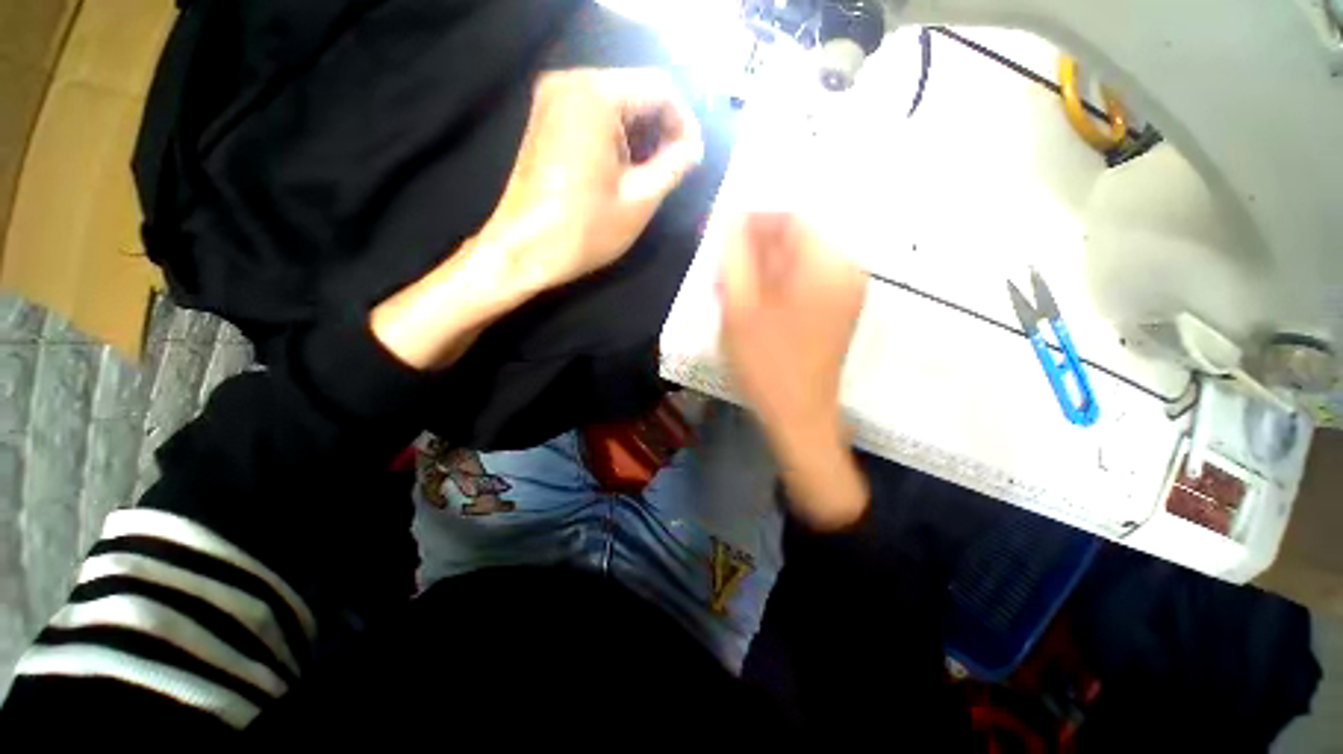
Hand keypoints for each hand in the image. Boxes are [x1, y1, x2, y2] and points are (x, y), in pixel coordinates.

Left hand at [484, 68, 704, 292]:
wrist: (522, 250)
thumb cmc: (583, 229)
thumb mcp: (640, 200)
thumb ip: (674, 166)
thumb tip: (693, 149)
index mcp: (595, 95)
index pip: (660, 89)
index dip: (686, 123)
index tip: (694, 160)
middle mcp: (570, 82)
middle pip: (637, 92)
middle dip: (663, 129)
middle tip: (677, 169)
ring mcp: (553, 100)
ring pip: (617, 104)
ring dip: (642, 136)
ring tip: (654, 175)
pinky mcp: (546, 120)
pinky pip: (595, 116)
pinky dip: (618, 139)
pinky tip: (626, 170)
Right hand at [719, 213, 869, 529]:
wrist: (798, 417)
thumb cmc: (766, 363)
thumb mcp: (740, 307)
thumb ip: (734, 256)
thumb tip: (730, 217)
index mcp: (828, 264)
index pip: (789, 218)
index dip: (750, 221)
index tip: (719, 236)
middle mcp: (846, 271)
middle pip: (794, 241)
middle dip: (753, 250)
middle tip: (722, 273)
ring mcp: (845, 293)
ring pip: (795, 264)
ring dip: (761, 271)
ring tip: (732, 293)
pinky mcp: (836, 312)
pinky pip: (803, 284)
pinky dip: (775, 288)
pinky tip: (753, 307)